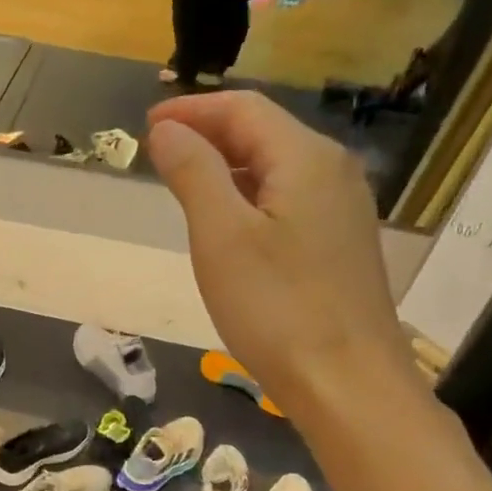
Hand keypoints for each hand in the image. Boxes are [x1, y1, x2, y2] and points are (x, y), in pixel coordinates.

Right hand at [147, 92, 414, 423]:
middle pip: (264, 133)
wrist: (346, 381)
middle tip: (159, 155)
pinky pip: (288, 201)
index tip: (145, 125)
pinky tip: (227, 226)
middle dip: (209, 135)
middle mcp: (333, 172)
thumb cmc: (276, 308)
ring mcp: (342, 210)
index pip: (244, 109)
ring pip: (276, 169)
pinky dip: (249, 198)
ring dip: (227, 168)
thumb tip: (167, 130)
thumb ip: (194, 174)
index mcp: (305, 158)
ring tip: (183, 186)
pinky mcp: (340, 245)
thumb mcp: (221, 237)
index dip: (192, 110)